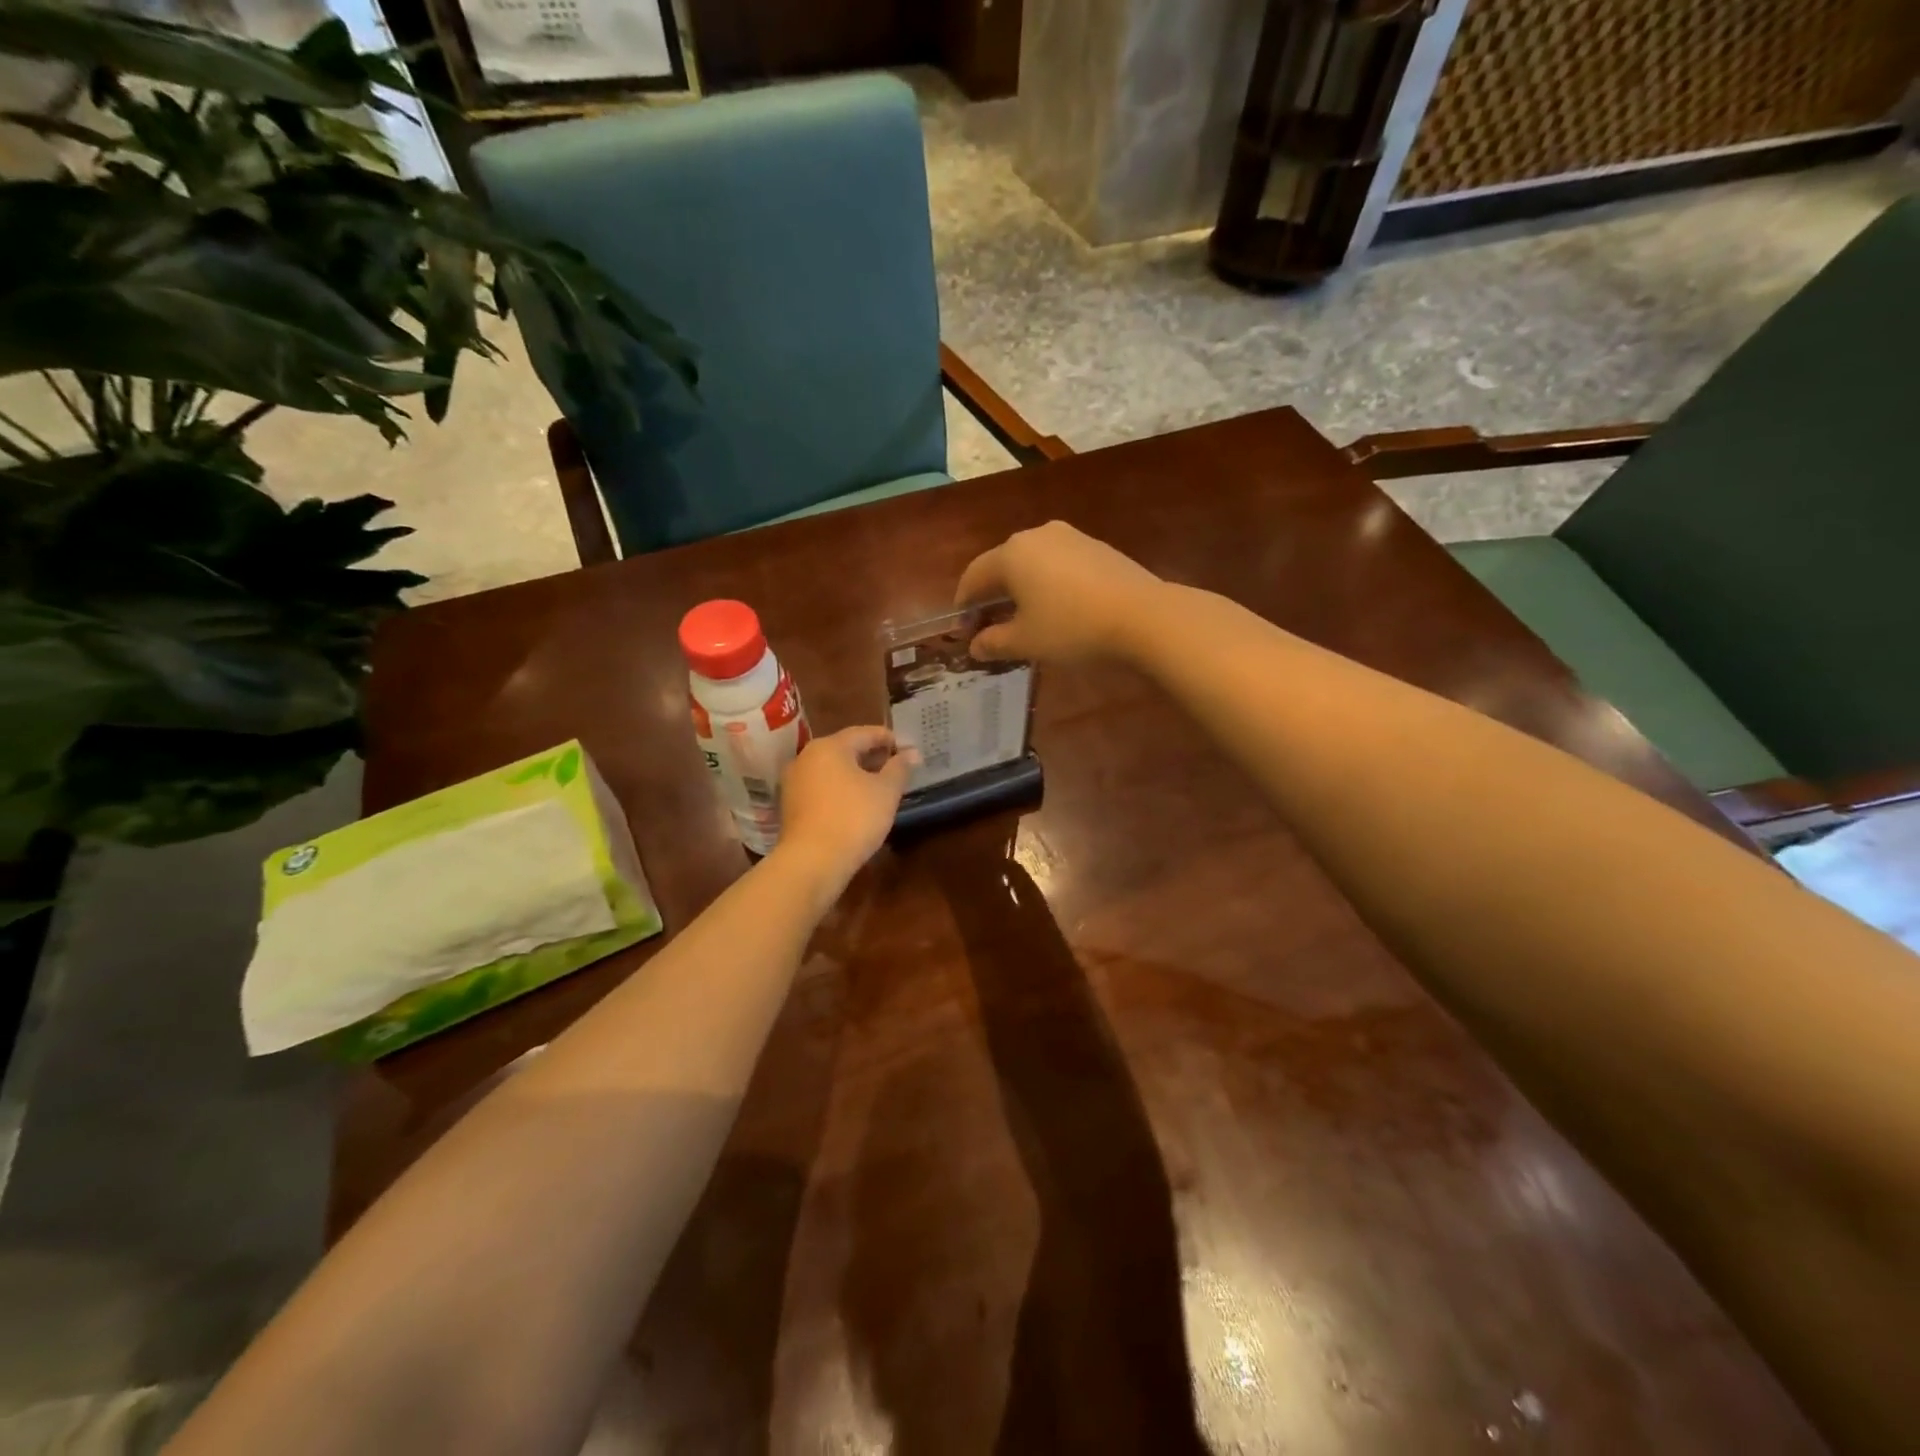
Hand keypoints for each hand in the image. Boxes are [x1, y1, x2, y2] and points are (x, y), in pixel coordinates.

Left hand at [776, 726, 914, 885]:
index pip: (864, 733)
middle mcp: (806, 757)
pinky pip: (820, 788)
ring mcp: (794, 782)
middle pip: (845, 749)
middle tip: (895, 768)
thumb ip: (900, 768)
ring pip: (831, 769)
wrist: (811, 861)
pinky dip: (839, 790)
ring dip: (855, 774)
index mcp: (829, 746)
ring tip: (878, 787)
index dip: (888, 739)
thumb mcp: (886, 792)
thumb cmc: (854, 818)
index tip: (907, 749)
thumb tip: (912, 753)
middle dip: (871, 756)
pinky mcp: (790, 806)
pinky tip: (855, 804)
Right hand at [954, 521, 1164, 664]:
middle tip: (989, 625)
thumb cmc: (1072, 628)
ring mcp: (1070, 538)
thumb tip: (975, 646)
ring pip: (1032, 563)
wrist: (1143, 616)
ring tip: (1023, 619)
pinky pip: (1059, 565)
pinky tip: (1057, 609)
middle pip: (1002, 565)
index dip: (964, 605)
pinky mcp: (1097, 548)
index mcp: (1011, 554)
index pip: (973, 576)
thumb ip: (993, 643)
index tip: (964, 630)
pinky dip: (1048, 585)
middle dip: (991, 596)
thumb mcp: (1026, 642)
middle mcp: (1037, 535)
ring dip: (1021, 589)